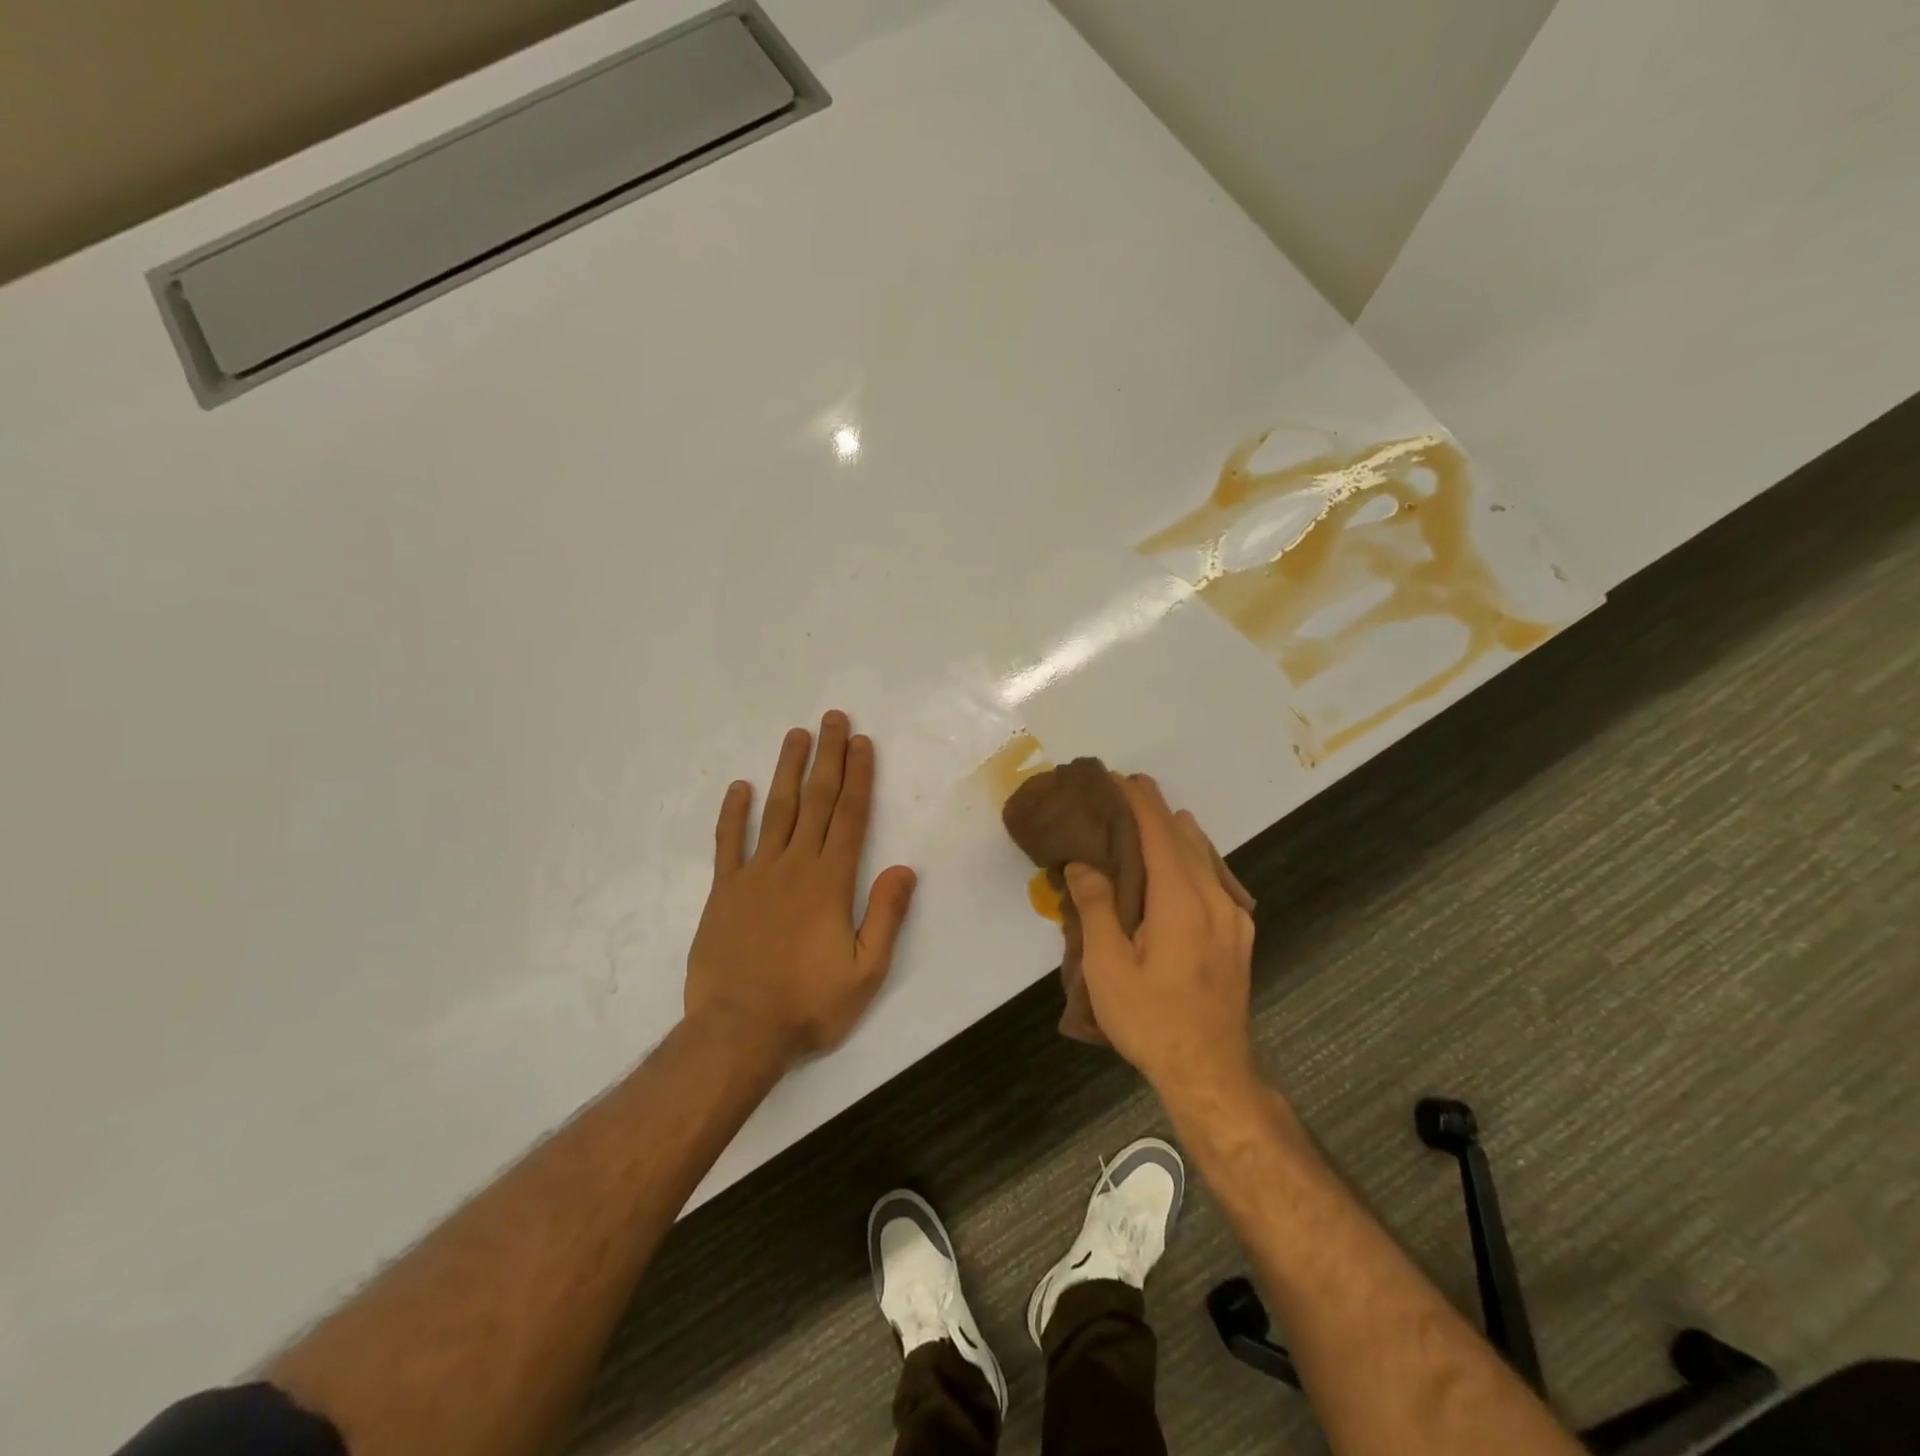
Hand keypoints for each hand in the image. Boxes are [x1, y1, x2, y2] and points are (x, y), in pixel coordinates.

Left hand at [684, 711, 917, 1064]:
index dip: (858, 776)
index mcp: (831, 881)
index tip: (861, 742)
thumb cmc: (809, 1004)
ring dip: (787, 771)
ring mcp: (755, 875)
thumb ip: (886, 916)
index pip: (851, 816)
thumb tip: (903, 868)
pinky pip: (728, 843)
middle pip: (816, 801)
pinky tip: (739, 787)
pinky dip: (733, 814)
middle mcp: (794, 866)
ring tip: (795, 736)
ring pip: (775, 811)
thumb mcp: (866, 971)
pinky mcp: (724, 891)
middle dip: (827, 757)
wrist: (738, 1032)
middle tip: (831, 719)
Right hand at [1066, 775, 1256, 1106]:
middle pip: (1186, 836)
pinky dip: (1192, 858)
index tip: (1118, 778)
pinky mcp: (1240, 934)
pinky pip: (1215, 878)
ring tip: (1143, 826)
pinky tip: (1177, 868)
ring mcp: (1234, 916)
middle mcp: (1215, 898)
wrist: (1211, 1072)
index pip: (1160, 832)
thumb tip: (1085, 864)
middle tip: (1122, 795)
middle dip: (1155, 810)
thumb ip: (1096, 908)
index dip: (1139, 801)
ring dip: (1175, 833)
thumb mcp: (1108, 968)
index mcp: (1181, 901)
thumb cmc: (1151, 1020)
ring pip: (1205, 855)